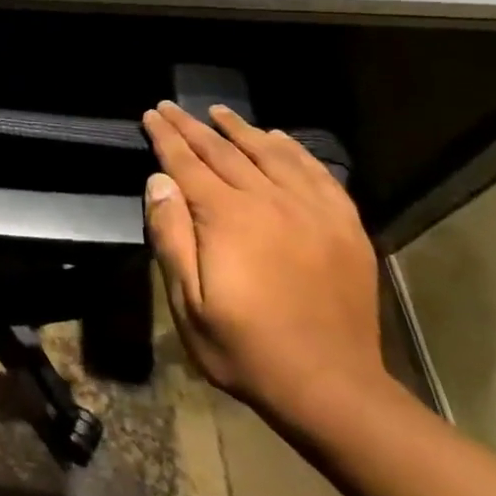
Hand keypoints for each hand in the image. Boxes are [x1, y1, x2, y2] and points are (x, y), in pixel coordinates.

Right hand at [142, 101, 384, 428]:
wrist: (332, 388)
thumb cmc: (246, 348)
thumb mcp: (188, 302)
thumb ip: (171, 236)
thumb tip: (159, 180)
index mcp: (228, 218)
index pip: (187, 163)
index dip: (166, 137)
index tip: (151, 114)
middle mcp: (269, 201)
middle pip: (224, 151)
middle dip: (193, 126)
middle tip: (172, 106)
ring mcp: (312, 211)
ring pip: (271, 154)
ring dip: (241, 129)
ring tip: (219, 111)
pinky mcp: (344, 227)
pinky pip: (317, 174)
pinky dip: (294, 150)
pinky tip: (279, 139)